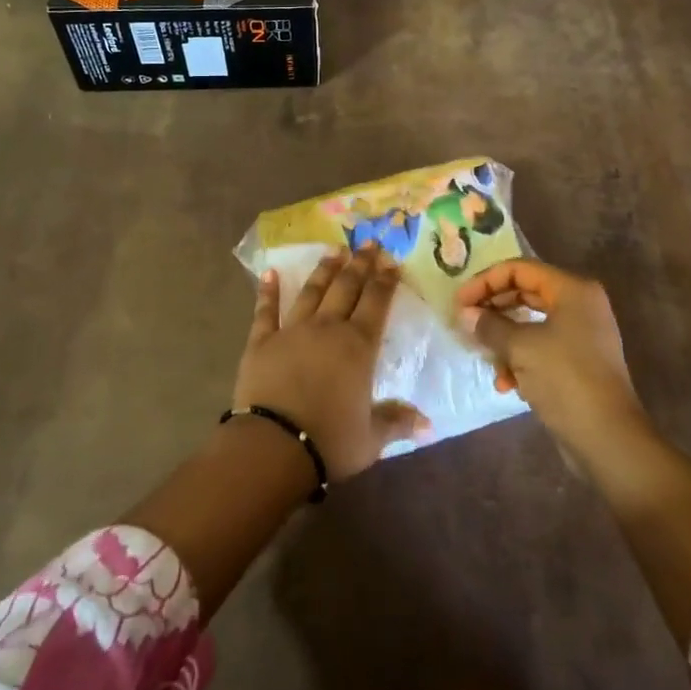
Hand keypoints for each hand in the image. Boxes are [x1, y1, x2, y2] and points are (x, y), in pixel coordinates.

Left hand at [235, 244, 429, 483]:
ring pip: (312, 292)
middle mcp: (328, 328)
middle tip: (367, 243)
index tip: (391, 261)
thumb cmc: (330, 441)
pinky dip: (268, 291)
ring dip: (324, 270)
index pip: (376, 303)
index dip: (385, 280)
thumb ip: (397, 422)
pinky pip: (266, 311)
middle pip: (346, 288)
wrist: (274, 445)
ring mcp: (292, 331)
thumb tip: (429, 424)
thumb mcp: (371, 438)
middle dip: (359, 264)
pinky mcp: (261, 341)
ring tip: (333, 251)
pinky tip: (270, 273)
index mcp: (358, 346)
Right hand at [454, 259, 649, 461]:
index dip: (486, 281)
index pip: (520, 269)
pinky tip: (505, 384)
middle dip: (493, 309)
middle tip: (465, 323)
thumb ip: (490, 326)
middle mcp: (579, 305)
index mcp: (572, 290)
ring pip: (530, 323)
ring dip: (504, 339)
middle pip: (525, 293)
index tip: (459, 302)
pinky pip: (540, 348)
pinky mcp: (577, 362)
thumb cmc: (565, 380)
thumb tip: (465, 314)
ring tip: (485, 357)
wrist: (608, 440)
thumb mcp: (521, 348)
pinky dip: (520, 360)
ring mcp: (581, 335)